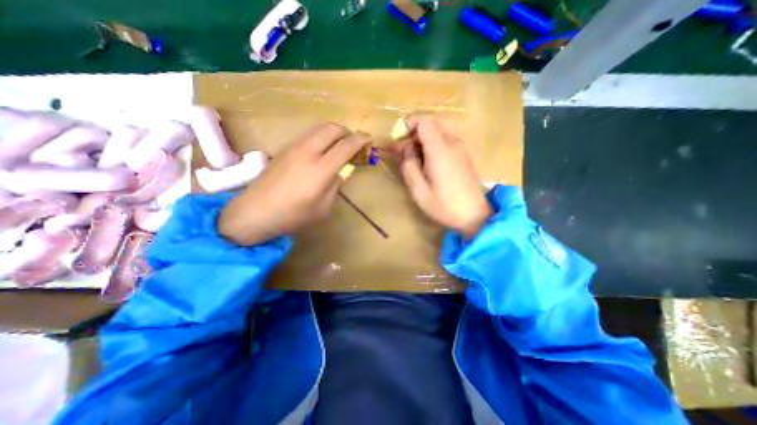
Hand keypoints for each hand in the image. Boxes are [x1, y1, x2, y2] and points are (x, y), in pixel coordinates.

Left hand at [217, 122, 371, 245]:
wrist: (255, 211)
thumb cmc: (293, 215)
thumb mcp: (324, 207)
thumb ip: (336, 185)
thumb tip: (341, 170)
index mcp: (321, 169)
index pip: (346, 145)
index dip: (361, 140)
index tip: (370, 140)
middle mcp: (308, 151)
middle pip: (333, 128)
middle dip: (348, 132)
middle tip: (355, 143)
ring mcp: (294, 146)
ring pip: (320, 127)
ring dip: (334, 132)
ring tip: (340, 145)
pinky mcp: (285, 148)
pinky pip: (309, 134)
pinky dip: (322, 136)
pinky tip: (323, 149)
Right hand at [390, 114, 490, 238]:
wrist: (474, 215)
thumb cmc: (444, 205)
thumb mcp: (419, 190)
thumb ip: (408, 166)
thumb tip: (405, 150)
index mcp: (440, 150)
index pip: (423, 122)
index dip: (408, 125)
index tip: (397, 139)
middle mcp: (452, 143)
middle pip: (431, 123)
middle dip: (414, 131)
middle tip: (403, 150)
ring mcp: (460, 148)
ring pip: (439, 130)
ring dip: (423, 138)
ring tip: (413, 157)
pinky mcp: (463, 155)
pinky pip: (446, 139)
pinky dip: (433, 143)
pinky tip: (427, 161)